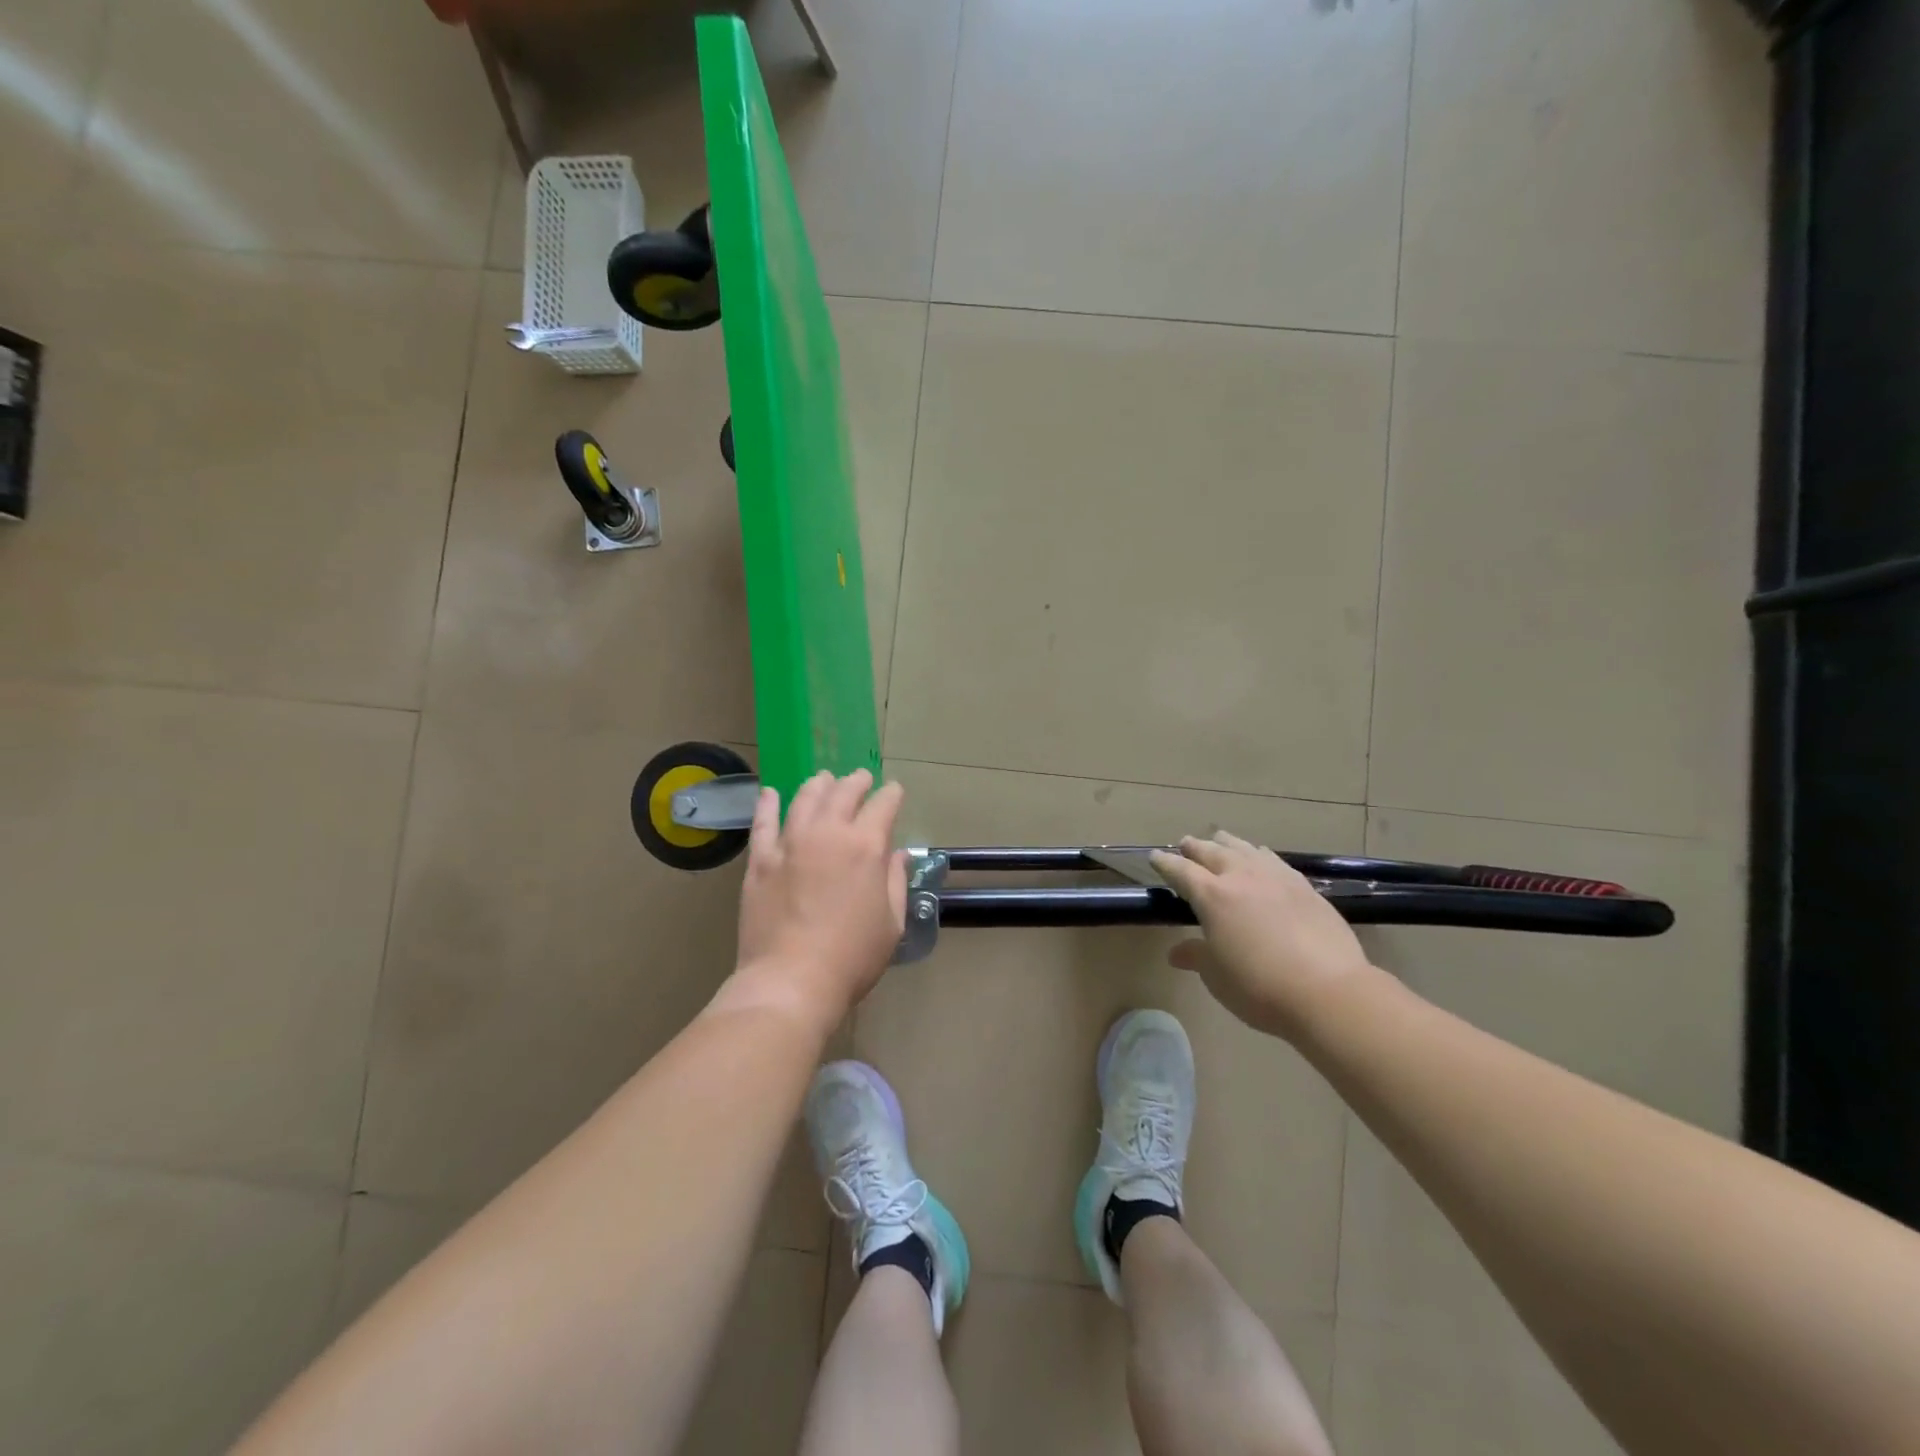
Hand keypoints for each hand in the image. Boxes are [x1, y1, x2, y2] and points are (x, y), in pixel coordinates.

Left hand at [721, 769, 907, 1029]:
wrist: (791, 980)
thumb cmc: (852, 957)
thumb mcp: (891, 923)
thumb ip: (895, 883)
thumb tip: (896, 856)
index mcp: (866, 847)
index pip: (883, 806)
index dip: (891, 795)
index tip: (894, 791)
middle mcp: (828, 834)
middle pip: (843, 794)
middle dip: (856, 782)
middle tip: (861, 777)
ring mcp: (790, 844)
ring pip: (804, 799)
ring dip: (818, 785)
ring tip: (823, 779)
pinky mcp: (760, 861)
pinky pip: (763, 823)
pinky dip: (768, 804)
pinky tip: (770, 793)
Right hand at [1151, 831, 1374, 1037]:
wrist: (1329, 991)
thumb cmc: (1260, 987)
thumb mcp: (1218, 977)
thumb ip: (1197, 956)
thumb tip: (1177, 952)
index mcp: (1212, 896)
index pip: (1181, 871)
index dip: (1165, 863)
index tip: (1155, 857)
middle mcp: (1241, 877)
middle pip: (1212, 851)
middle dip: (1194, 847)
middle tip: (1185, 844)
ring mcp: (1276, 877)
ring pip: (1245, 848)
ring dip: (1227, 843)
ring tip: (1220, 841)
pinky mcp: (1304, 886)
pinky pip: (1273, 860)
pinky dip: (1259, 854)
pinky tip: (1261, 857)